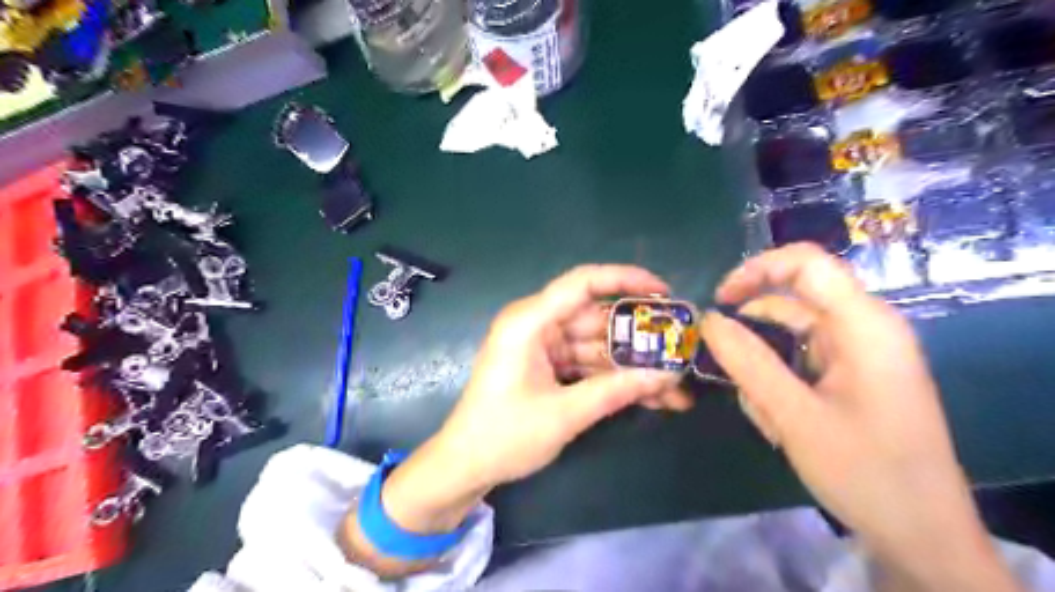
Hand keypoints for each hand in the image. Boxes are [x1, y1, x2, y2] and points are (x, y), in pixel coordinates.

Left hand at [374, 268, 680, 539]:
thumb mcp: (564, 414)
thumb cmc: (504, 435)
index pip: (583, 283)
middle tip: (681, 347)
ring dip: (632, 365)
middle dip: (639, 337)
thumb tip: (667, 376)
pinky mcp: (549, 367)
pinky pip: (588, 364)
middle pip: (597, 318)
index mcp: (529, 322)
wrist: (465, 466)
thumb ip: (616, 391)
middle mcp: (537, 325)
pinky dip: (615, 379)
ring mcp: (544, 347)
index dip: (625, 279)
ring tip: (675, 386)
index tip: (664, 292)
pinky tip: (652, 396)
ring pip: (598, 345)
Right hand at [699, 243, 1021, 589]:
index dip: (756, 269)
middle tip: (723, 363)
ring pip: (793, 334)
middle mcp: (865, 328)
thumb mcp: (794, 416)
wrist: (922, 534)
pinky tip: (775, 418)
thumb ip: (748, 363)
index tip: (719, 300)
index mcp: (864, 324)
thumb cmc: (864, 471)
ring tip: (760, 410)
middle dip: (754, 330)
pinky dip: (778, 380)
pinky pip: (802, 360)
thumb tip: (708, 320)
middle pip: (795, 300)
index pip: (806, 263)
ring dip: (764, 364)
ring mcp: (860, 353)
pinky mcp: (853, 375)